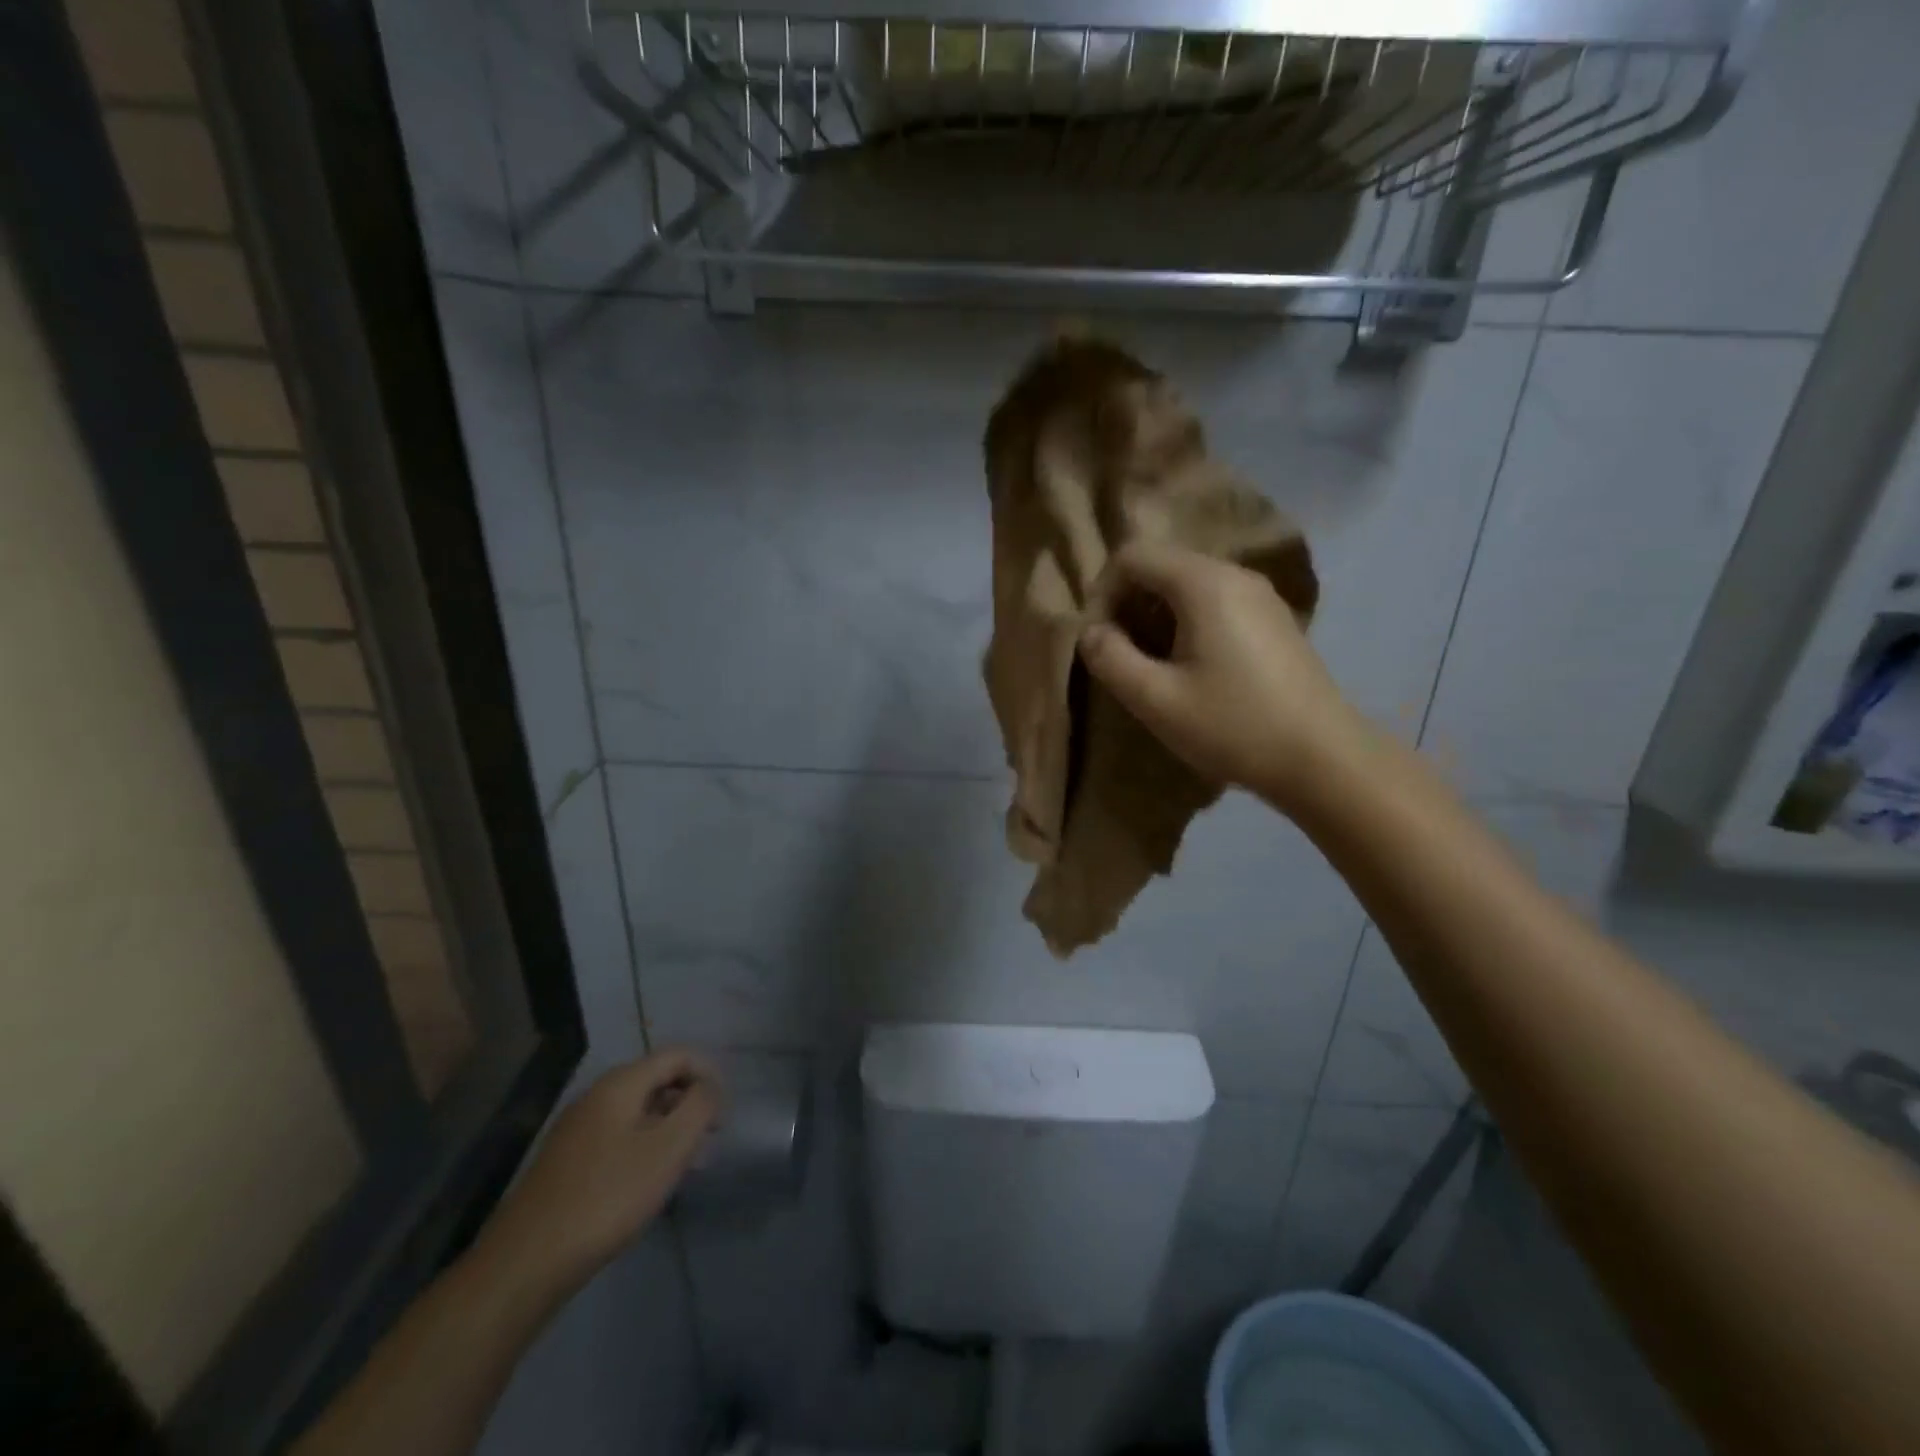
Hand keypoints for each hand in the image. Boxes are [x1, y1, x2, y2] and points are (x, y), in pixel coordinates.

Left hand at [474, 1050, 720, 1297]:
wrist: (526, 1263)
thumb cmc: (608, 1196)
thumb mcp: (668, 1149)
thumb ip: (698, 1107)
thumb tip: (708, 1088)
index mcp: (621, 1083)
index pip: (678, 1055)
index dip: (709, 1075)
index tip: (723, 1114)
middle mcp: (596, 1095)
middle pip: (657, 1080)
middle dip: (689, 1103)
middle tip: (708, 1141)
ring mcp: (577, 1128)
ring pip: (637, 1111)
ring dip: (668, 1128)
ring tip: (685, 1165)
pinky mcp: (566, 1161)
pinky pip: (618, 1136)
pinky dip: (644, 1147)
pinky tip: (648, 1183)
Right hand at [1079, 542, 1363, 810]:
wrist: (1322, 758)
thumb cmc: (1233, 726)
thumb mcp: (1156, 700)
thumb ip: (1110, 659)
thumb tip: (1090, 633)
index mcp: (1203, 583)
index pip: (1132, 556)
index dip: (1103, 592)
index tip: (1100, 640)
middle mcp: (1235, 574)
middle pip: (1162, 565)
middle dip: (1128, 604)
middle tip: (1121, 655)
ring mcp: (1261, 596)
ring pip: (1188, 585)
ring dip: (1156, 617)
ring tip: (1151, 666)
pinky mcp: (1274, 620)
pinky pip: (1215, 603)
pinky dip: (1187, 624)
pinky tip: (1191, 669)